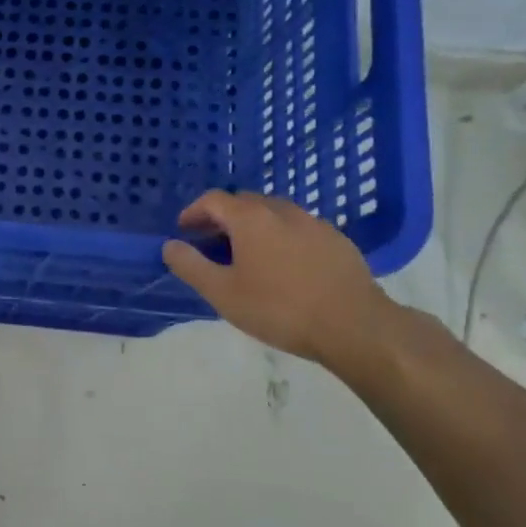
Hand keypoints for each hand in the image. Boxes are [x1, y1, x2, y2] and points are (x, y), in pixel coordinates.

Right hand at [162, 190, 388, 366]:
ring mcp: (314, 224)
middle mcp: (282, 211)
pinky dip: (281, 237)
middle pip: (244, 202)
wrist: (355, 327)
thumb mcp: (222, 293)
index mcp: (251, 218)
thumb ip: (190, 266)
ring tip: (245, 254)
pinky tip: (283, 266)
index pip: (214, 200)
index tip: (184, 230)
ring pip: (274, 213)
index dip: (194, 212)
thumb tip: (170, 245)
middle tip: (210, 243)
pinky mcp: (338, 241)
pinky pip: (299, 229)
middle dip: (222, 217)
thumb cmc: (279, 309)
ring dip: (253, 226)